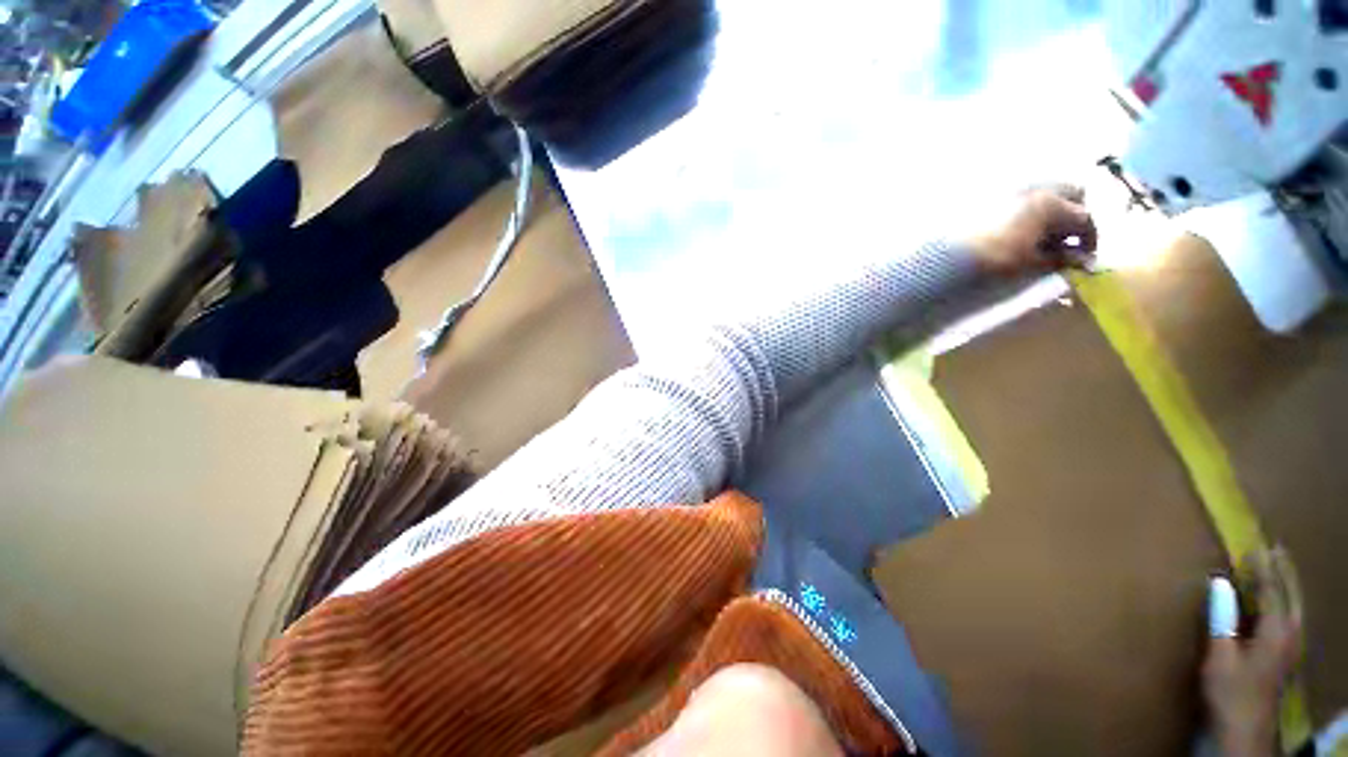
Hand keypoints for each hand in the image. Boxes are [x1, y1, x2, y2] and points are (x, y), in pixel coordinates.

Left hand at [967, 185, 1097, 275]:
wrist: (947, 256)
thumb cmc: (994, 260)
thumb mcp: (1031, 263)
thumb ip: (1060, 259)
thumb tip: (1081, 261)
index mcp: (1051, 203)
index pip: (1084, 218)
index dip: (1089, 240)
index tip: (1085, 258)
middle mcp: (1036, 188)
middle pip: (1072, 194)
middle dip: (1073, 216)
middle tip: (1065, 241)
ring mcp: (1014, 188)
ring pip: (1048, 191)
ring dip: (1053, 210)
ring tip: (1041, 239)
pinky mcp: (994, 194)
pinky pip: (1024, 195)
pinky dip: (1031, 209)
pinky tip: (1020, 232)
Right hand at [1202, 549, 1301, 756]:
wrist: (1244, 733)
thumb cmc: (1230, 692)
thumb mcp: (1221, 658)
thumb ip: (1222, 619)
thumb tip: (1219, 581)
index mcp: (1276, 630)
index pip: (1272, 589)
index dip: (1263, 567)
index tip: (1254, 545)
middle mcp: (1290, 634)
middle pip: (1291, 596)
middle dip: (1284, 572)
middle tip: (1275, 549)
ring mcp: (1290, 648)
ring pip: (1294, 608)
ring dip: (1287, 587)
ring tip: (1278, 570)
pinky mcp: (1284, 658)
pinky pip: (1289, 619)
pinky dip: (1284, 604)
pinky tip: (1277, 607)